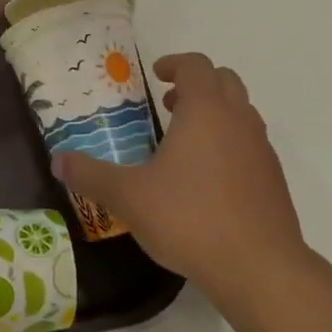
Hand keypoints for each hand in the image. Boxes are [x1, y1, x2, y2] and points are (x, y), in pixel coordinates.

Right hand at [53, 54, 321, 312]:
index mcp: (206, 111)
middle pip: (224, 81)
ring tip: (184, 142)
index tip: (156, 76)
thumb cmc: (190, 218)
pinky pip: (250, 144)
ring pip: (241, 112)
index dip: (174, 63)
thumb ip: (91, 175)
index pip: (195, 65)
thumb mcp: (128, 197)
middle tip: (169, 104)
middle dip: (196, 85)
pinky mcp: (273, 179)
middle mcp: (239, 120)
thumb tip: (58, 161)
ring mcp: (261, 149)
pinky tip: (207, 180)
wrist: (259, 267)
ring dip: (215, 113)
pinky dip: (229, 143)